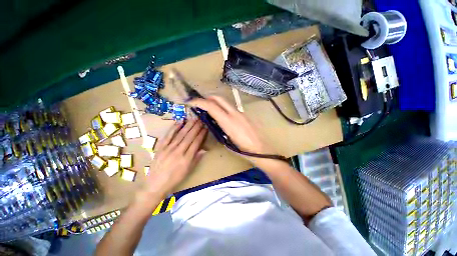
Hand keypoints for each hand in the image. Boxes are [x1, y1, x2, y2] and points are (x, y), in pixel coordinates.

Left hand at [141, 118, 206, 197]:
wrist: (155, 184)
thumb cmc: (174, 179)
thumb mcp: (188, 171)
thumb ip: (196, 159)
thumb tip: (205, 149)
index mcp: (186, 158)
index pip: (196, 143)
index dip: (202, 134)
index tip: (206, 127)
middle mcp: (178, 151)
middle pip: (189, 136)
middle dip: (196, 127)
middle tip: (201, 119)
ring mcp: (168, 148)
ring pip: (180, 134)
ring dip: (188, 125)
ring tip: (194, 118)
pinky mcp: (161, 147)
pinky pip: (168, 135)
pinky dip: (174, 128)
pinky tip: (180, 121)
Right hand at [189, 96, 276, 162]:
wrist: (261, 149)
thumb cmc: (243, 150)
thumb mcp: (226, 141)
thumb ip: (218, 129)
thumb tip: (212, 122)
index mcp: (228, 121)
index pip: (211, 106)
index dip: (199, 102)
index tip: (191, 102)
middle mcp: (234, 113)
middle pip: (218, 98)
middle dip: (207, 98)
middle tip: (200, 104)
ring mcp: (241, 113)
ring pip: (225, 102)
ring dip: (215, 102)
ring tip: (209, 110)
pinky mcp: (245, 115)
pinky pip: (231, 107)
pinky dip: (223, 108)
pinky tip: (222, 116)